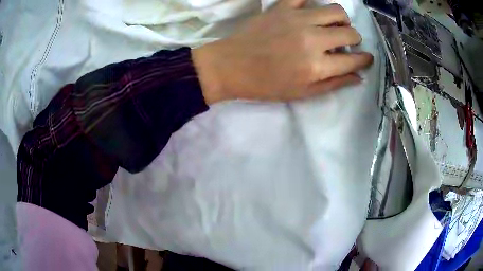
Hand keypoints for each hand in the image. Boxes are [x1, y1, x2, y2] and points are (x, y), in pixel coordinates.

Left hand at [193, 0, 373, 103]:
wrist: (231, 66)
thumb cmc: (266, 84)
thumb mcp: (303, 93)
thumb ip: (334, 84)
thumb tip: (358, 76)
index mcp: (317, 65)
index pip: (354, 59)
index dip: (365, 59)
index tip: (366, 58)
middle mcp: (312, 38)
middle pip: (350, 32)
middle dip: (355, 39)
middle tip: (346, 43)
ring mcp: (297, 18)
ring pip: (335, 10)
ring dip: (341, 19)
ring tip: (332, 26)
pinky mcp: (282, 7)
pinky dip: (313, 1)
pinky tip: (312, 10)